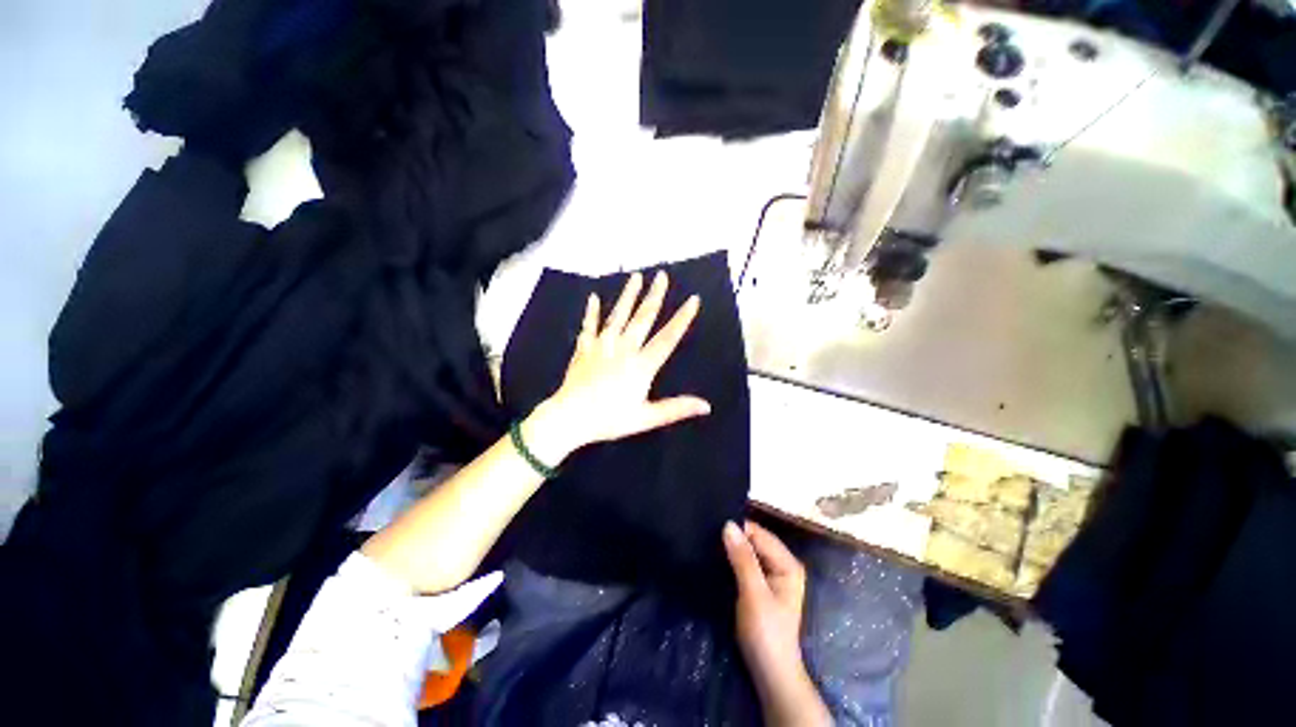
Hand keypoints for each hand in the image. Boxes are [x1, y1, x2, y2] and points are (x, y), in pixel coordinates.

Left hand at [526, 271, 710, 461]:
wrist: (570, 418)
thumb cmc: (610, 419)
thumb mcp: (646, 418)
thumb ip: (676, 408)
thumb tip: (706, 406)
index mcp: (641, 365)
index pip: (667, 338)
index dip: (682, 319)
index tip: (693, 299)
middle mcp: (624, 349)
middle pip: (643, 318)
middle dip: (654, 296)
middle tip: (662, 275)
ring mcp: (602, 345)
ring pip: (618, 315)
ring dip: (628, 295)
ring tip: (636, 276)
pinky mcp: (584, 348)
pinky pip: (589, 326)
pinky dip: (592, 312)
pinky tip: (594, 297)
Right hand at [724, 521, 830, 726]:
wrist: (770, 673)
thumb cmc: (766, 633)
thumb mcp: (753, 594)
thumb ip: (742, 559)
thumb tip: (728, 524)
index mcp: (788, 563)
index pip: (760, 534)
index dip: (738, 528)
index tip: (712, 524)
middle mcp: (782, 564)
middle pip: (755, 540)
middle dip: (735, 536)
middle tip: (707, 530)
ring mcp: (773, 574)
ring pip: (749, 551)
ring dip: (732, 547)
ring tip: (707, 539)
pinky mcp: (761, 584)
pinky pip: (746, 562)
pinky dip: (733, 559)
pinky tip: (717, 556)